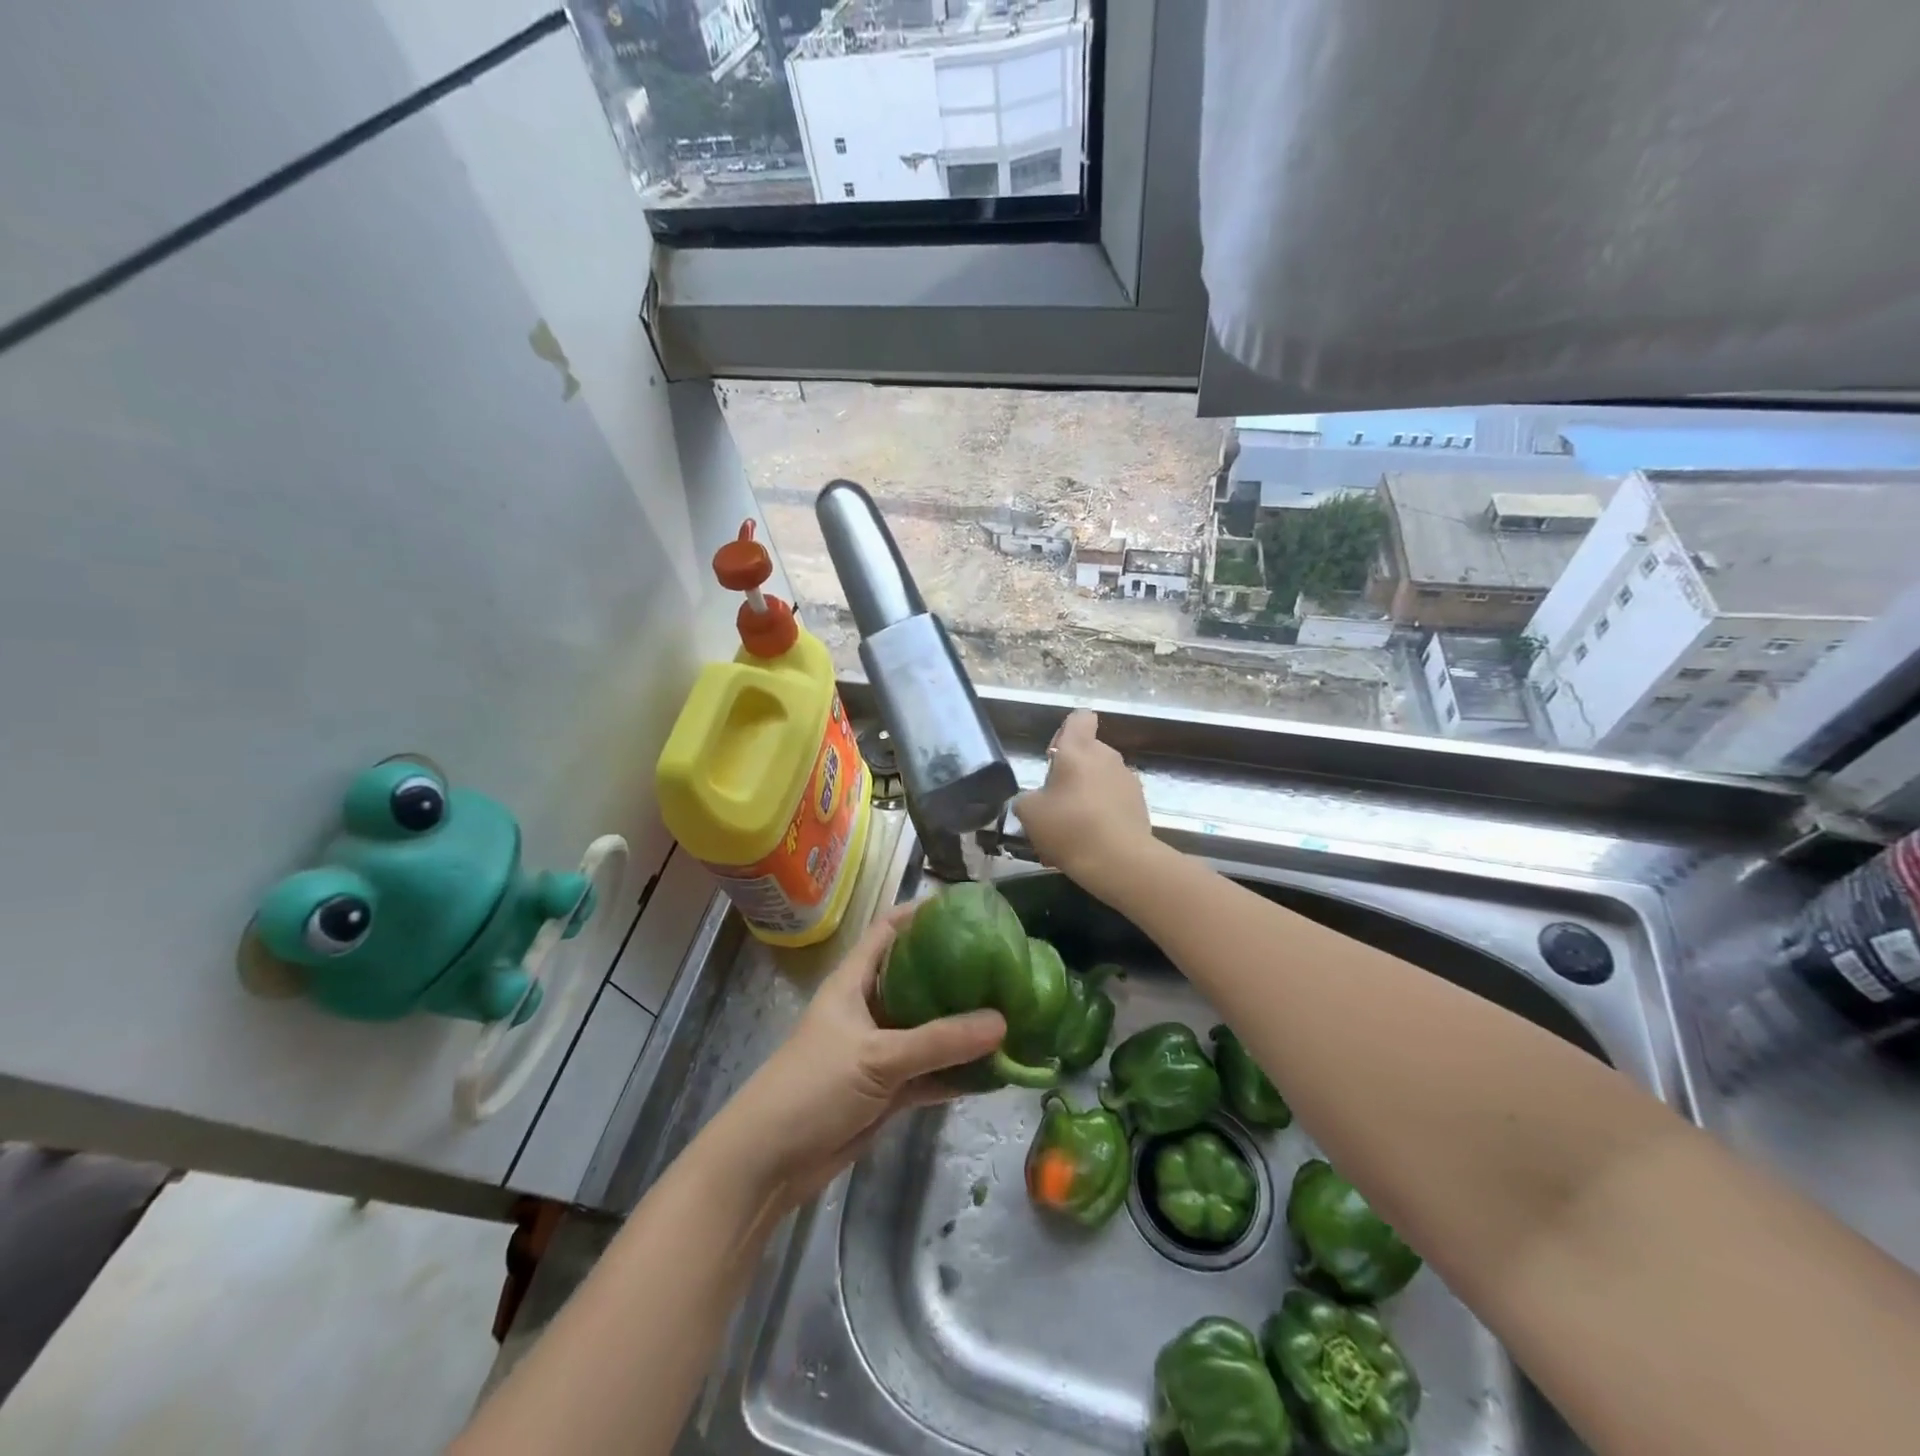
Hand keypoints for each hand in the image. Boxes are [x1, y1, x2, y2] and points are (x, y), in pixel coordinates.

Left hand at [711, 904, 1006, 1207]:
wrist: (768, 1162)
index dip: (922, 914)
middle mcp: (869, 1008)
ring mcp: (880, 1050)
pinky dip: (958, 1072)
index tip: (967, 908)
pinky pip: (931, 1072)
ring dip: (963, 1027)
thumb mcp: (878, 1056)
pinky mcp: (888, 1090)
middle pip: (918, 978)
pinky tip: (996, 1070)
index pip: (889, 930)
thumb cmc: (813, 1087)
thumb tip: (1002, 1021)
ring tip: (1012, 1012)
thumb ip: (939, 1040)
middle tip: (1005, 963)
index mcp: (854, 981)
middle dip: (957, 972)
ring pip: (929, 1030)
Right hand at [1014, 710, 1154, 895]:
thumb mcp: (1029, 813)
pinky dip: (1102, 813)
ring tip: (1072, 828)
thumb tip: (1032, 800)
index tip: (1054, 756)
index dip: (1066, 731)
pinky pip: (1114, 801)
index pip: (1079, 718)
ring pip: (1101, 779)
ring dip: (1087, 794)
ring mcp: (1128, 780)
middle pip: (1088, 752)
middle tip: (1055, 802)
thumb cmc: (1069, 827)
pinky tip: (1089, 841)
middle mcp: (1107, 756)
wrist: (1119, 861)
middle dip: (1072, 772)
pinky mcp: (1140, 805)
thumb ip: (1026, 799)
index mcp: (1079, 749)